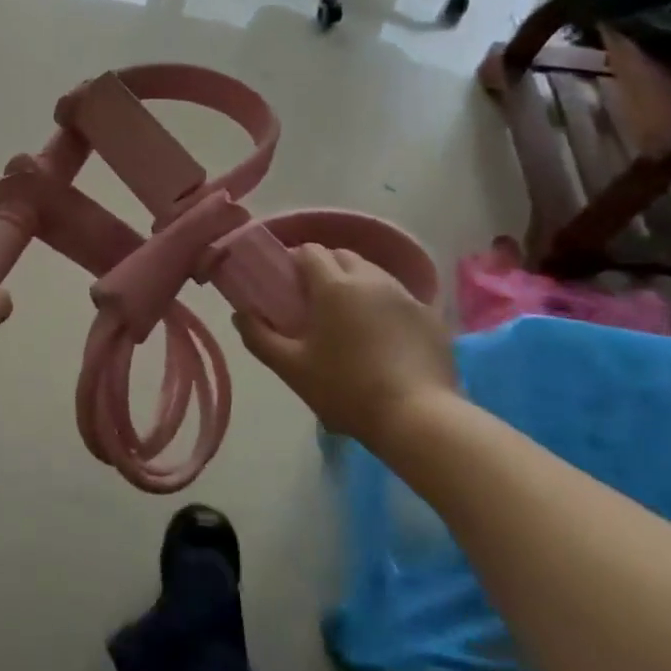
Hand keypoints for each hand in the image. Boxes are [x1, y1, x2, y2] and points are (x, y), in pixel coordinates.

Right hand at [234, 244, 456, 447]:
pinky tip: (383, 337)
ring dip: (356, 284)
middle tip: (314, 301)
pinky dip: (385, 306)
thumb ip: (259, 337)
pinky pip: (399, 298)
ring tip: (349, 318)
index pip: (310, 251)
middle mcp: (371, 279)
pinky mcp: (431, 317)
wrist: (419, 419)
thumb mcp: (291, 368)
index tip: (286, 284)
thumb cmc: (346, 390)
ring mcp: (405, 296)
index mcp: (334, 285)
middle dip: (326, 268)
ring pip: (373, 274)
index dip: (294, 261)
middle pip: (343, 256)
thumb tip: (240, 314)